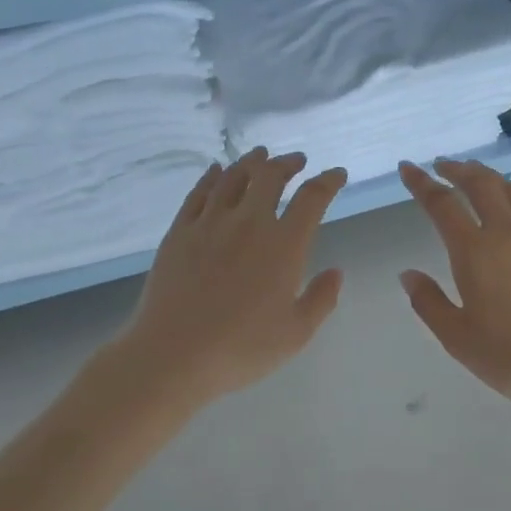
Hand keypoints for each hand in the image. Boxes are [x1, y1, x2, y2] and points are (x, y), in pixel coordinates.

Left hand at [115, 149, 345, 407]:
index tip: (337, 174)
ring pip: (234, 176)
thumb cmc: (241, 348)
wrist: (173, 354)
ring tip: (260, 156)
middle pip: (270, 175)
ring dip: (251, 161)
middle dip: (287, 163)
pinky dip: (212, 176)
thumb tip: (336, 271)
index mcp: (283, 244)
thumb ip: (321, 299)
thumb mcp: (296, 333)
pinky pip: (199, 192)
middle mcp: (249, 222)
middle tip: (296, 161)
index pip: (312, 198)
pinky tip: (217, 170)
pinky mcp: (180, 231)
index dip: (328, 181)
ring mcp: (210, 222)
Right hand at [398, 160, 510, 416]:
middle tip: (442, 166)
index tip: (408, 168)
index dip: (421, 183)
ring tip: (476, 175)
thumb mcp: (457, 338)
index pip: (442, 204)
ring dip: (490, 176)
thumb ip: (428, 302)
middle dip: (458, 169)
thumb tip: (408, 274)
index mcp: (475, 252)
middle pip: (481, 183)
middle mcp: (508, 232)